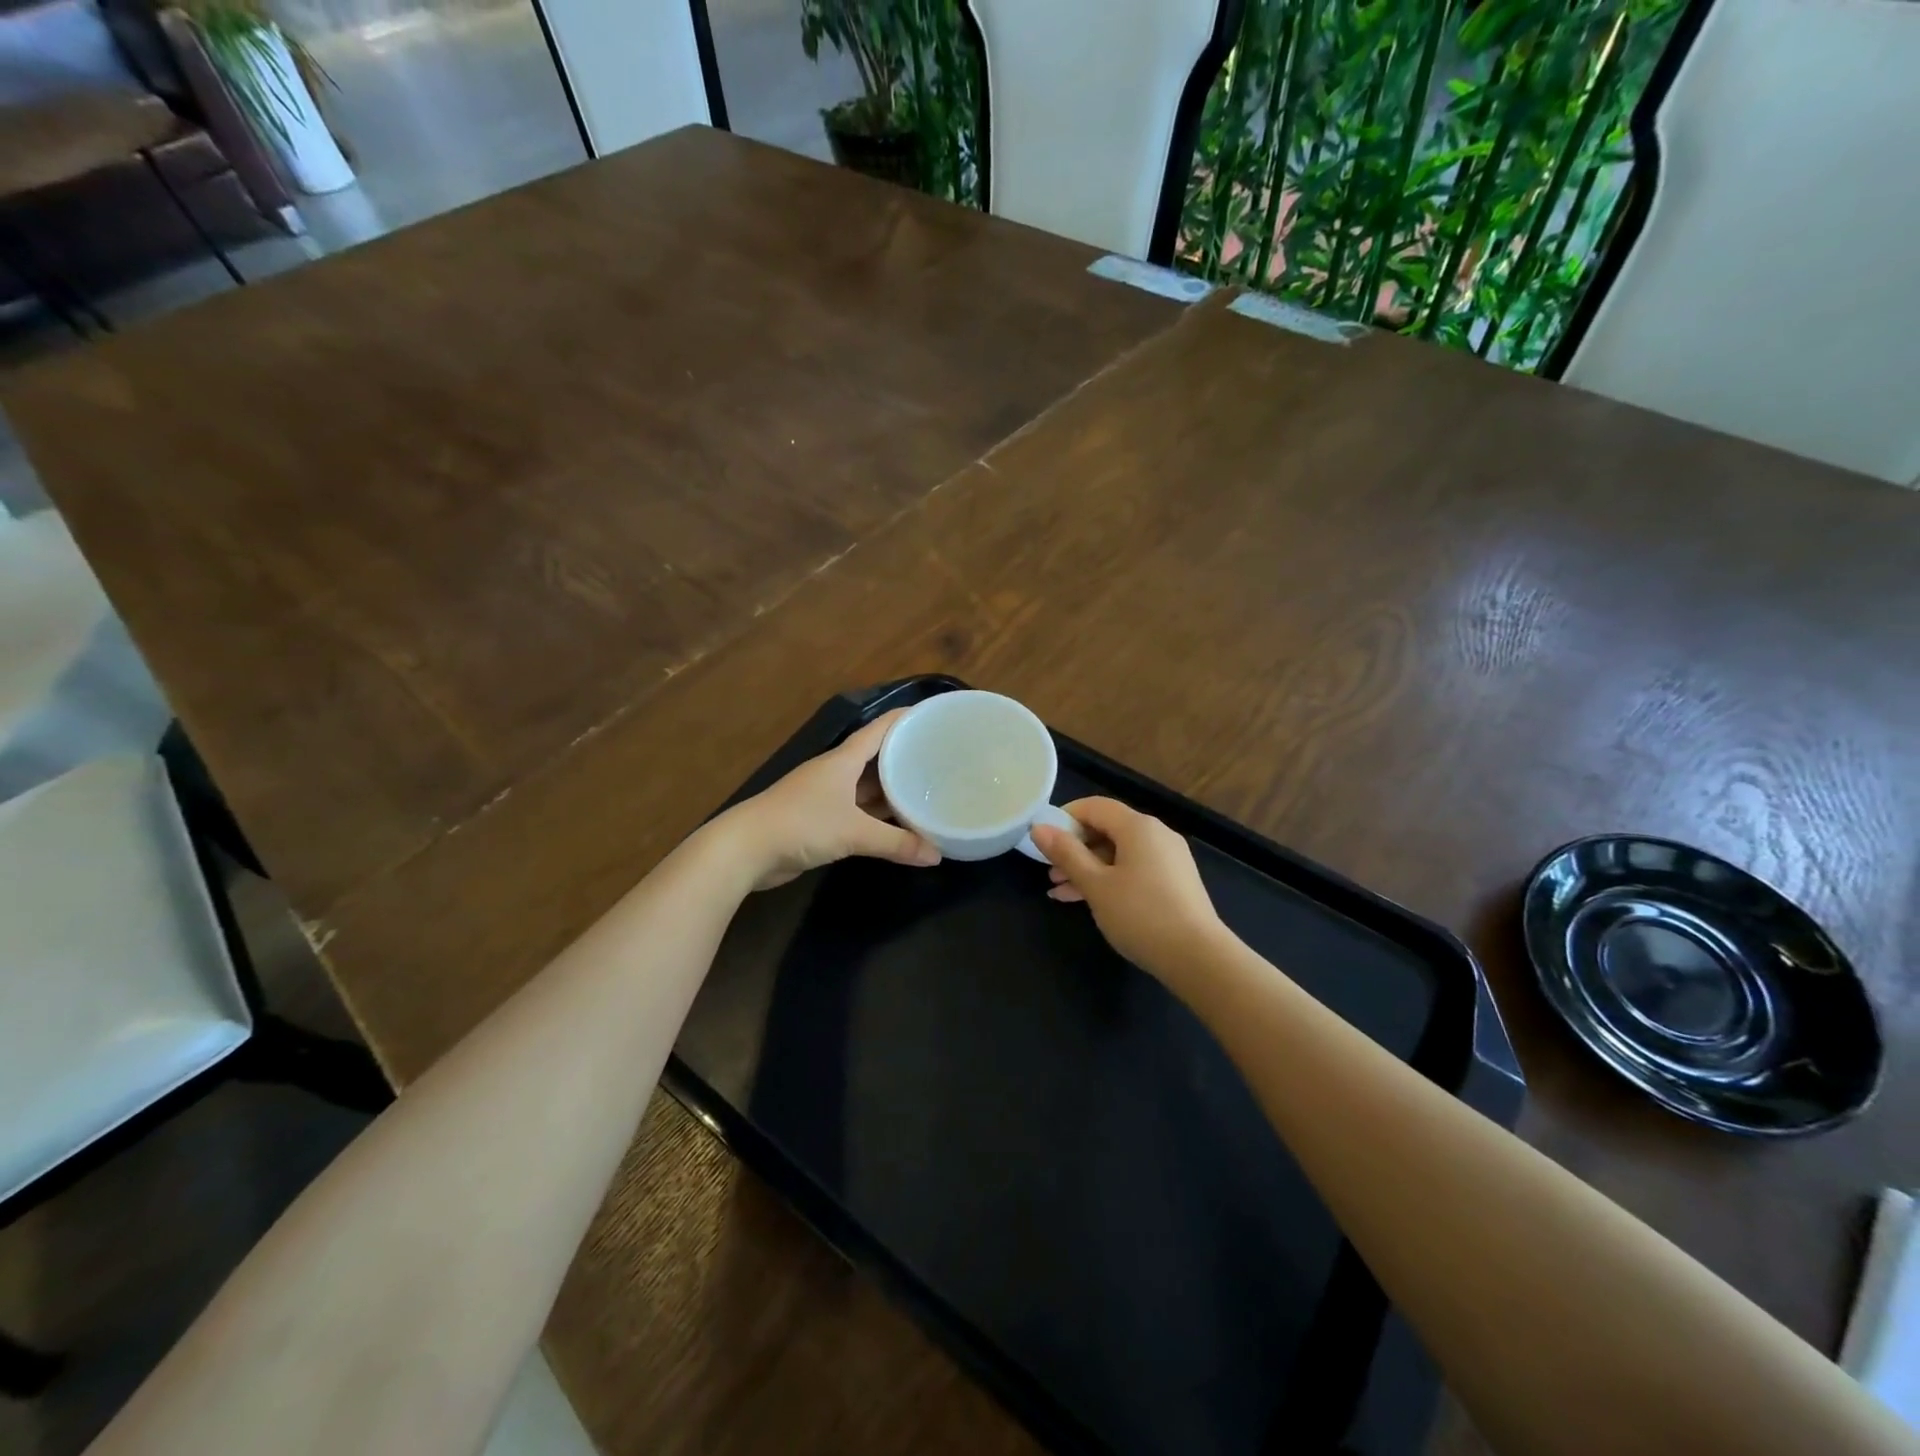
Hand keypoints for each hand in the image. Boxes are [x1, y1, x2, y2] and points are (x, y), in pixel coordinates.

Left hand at [719, 709, 940, 890]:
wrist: (746, 849)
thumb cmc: (801, 824)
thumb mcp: (853, 832)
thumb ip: (896, 842)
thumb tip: (937, 855)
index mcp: (843, 760)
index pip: (880, 729)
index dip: (906, 719)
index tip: (934, 716)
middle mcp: (836, 772)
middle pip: (877, 758)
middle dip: (905, 757)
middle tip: (941, 759)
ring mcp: (826, 796)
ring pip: (868, 787)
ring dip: (892, 789)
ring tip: (927, 790)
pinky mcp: (820, 820)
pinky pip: (858, 811)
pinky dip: (878, 815)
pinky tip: (898, 822)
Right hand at [1031, 797, 1228, 982]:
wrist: (1198, 958)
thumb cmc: (1141, 914)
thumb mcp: (1096, 885)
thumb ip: (1066, 854)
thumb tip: (1039, 827)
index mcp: (1138, 827)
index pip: (1095, 806)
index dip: (1065, 817)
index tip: (1042, 840)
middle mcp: (1156, 834)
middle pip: (1107, 829)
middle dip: (1074, 849)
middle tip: (1048, 871)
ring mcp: (1168, 859)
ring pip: (1118, 853)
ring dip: (1087, 868)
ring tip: (1059, 891)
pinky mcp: (1173, 883)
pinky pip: (1133, 870)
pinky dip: (1109, 879)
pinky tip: (1086, 901)